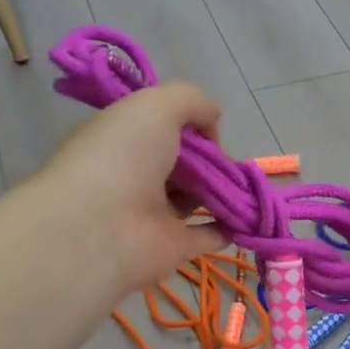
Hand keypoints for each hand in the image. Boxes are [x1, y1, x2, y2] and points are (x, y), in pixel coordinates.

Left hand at [38, 82, 226, 290]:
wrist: (100, 228)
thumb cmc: (122, 156)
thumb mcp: (155, 105)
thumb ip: (191, 101)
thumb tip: (213, 121)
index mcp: (122, 139)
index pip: (158, 127)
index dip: (186, 123)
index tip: (207, 125)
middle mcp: (135, 175)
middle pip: (180, 163)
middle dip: (208, 158)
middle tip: (227, 159)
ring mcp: (154, 214)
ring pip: (194, 197)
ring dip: (220, 190)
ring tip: (242, 184)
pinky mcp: (173, 247)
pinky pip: (208, 234)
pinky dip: (229, 226)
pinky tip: (248, 216)